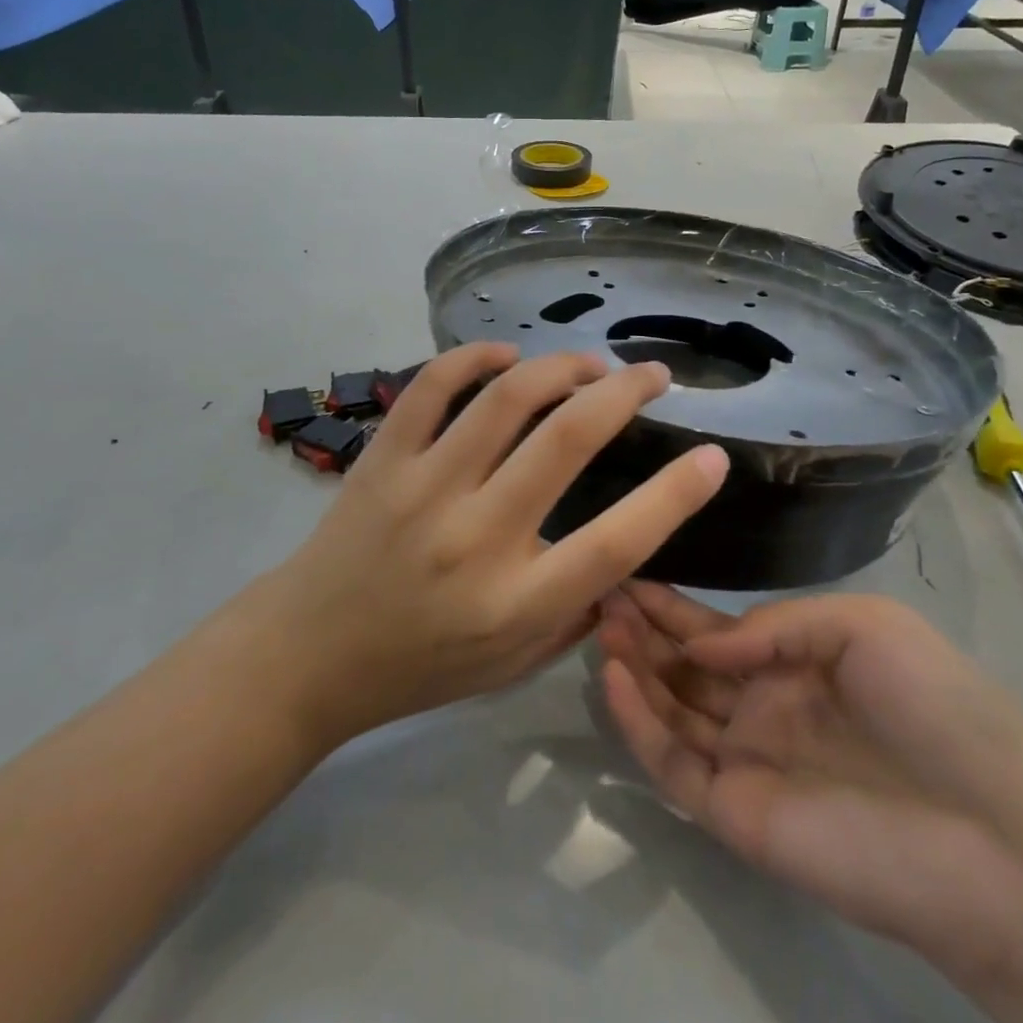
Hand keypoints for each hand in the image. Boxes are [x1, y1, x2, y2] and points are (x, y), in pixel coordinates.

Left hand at [246, 344, 729, 748]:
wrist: (308, 653)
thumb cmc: (420, 666)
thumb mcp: (513, 666)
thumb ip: (576, 613)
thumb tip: (624, 552)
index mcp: (517, 603)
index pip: (617, 542)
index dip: (676, 495)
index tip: (713, 456)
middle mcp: (476, 537)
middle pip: (568, 440)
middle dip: (624, 393)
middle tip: (653, 377)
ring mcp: (423, 488)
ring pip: (505, 399)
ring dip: (561, 366)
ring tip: (590, 364)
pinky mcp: (382, 459)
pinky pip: (431, 386)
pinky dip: (474, 359)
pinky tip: (506, 357)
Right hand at [599, 585, 1022, 986]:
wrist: (1001, 839)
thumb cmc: (939, 709)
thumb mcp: (863, 626)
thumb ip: (774, 625)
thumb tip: (700, 641)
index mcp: (796, 666)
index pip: (715, 631)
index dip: (670, 605)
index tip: (624, 572)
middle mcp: (763, 710)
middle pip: (683, 666)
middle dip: (641, 630)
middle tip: (597, 591)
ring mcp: (746, 763)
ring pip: (669, 710)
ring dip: (632, 668)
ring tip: (598, 625)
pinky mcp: (735, 813)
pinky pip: (672, 762)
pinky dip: (638, 723)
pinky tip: (614, 678)